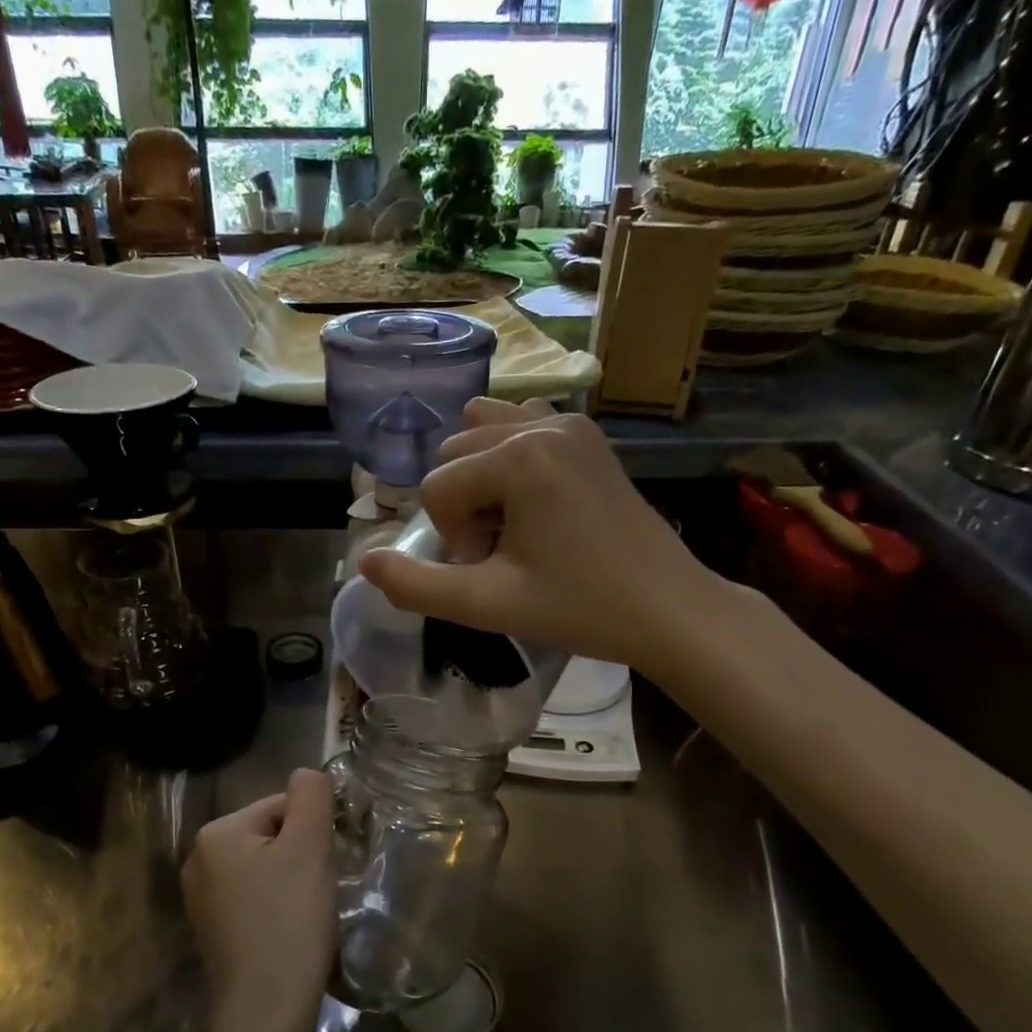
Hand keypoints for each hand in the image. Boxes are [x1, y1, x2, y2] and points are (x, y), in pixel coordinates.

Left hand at [182, 769, 335, 1031]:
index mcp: (217, 833)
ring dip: (293, 879)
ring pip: (266, 866)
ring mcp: (202, 897)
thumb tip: (307, 772)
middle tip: (319, 888)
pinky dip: (278, 904)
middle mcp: (199, 859)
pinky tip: (290, 929)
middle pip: (272, 834)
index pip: (281, 805)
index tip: (326, 864)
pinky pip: (255, 896)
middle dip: (302, 854)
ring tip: (307, 911)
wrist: (266, 1011)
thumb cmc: (290, 921)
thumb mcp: (309, 846)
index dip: (313, 830)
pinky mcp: (213, 928)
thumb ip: (311, 796)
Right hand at [357, 400, 718, 672]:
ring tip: (514, 527)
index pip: (437, 486)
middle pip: (455, 456)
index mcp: (519, 456)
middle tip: (502, 555)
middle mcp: (542, 422)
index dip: (453, 537)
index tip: (493, 571)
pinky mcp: (588, 435)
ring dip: (480, 481)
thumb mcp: (489, 604)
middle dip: (465, 508)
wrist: (667, 608)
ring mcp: (570, 423)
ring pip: (481, 435)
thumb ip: (418, 585)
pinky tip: (532, 503)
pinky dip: (508, 459)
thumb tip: (364, 562)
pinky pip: (521, 426)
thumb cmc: (581, 608)